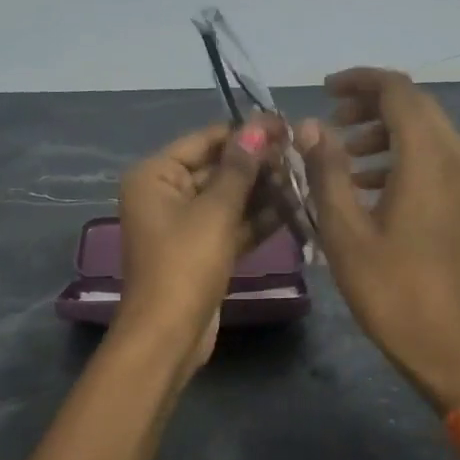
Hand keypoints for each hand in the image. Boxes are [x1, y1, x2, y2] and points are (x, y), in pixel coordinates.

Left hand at [116, 116, 285, 367]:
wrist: (168, 335)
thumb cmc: (185, 264)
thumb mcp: (215, 211)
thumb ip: (239, 168)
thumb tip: (258, 125)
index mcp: (155, 175)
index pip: (205, 140)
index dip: (246, 132)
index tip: (286, 124)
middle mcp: (165, 194)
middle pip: (217, 168)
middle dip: (258, 163)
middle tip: (301, 154)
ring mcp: (183, 225)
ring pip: (228, 198)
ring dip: (263, 191)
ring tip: (304, 178)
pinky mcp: (201, 251)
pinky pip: (231, 225)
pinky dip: (257, 219)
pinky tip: (295, 208)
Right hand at [296, 69, 459, 410]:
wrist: (454, 347)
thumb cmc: (393, 292)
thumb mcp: (346, 233)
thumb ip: (327, 172)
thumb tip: (311, 126)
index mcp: (427, 158)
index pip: (397, 91)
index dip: (359, 81)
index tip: (324, 90)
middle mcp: (456, 157)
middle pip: (415, 106)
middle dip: (370, 104)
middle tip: (330, 120)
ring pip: (427, 132)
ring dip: (385, 131)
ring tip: (344, 153)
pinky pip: (435, 159)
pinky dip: (401, 157)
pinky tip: (369, 186)